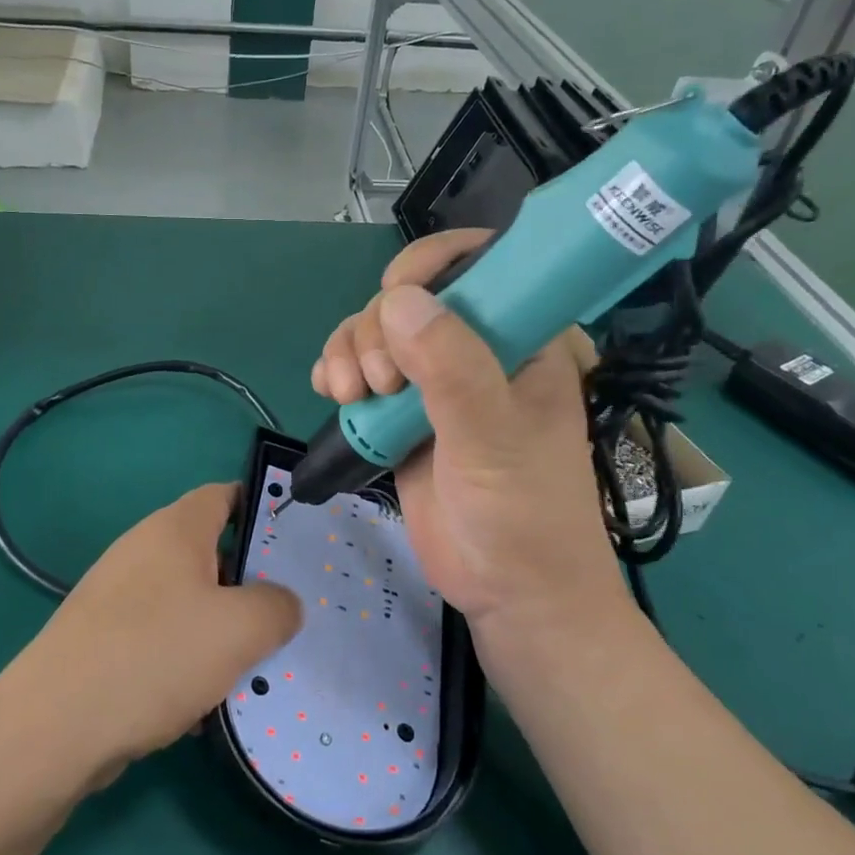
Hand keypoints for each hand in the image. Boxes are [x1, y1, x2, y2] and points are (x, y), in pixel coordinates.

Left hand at [24, 483, 300, 768]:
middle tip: (284, 616)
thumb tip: (282, 604)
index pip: (225, 495)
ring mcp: (118, 597)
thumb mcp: (239, 629)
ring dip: (219, 631)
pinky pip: (160, 639)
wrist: (55, 728)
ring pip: (187, 602)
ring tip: (252, 667)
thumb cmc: (155, 656)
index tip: (296, 545)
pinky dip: (186, 662)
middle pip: (209, 552)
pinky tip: (203, 704)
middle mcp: (143, 552)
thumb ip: (277, 607)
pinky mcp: (103, 639)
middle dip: (249, 583)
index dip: (262, 509)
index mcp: (175, 529)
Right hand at [311, 230, 631, 641]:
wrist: (509, 592)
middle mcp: (477, 350)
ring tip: (349, 396)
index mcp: (522, 338)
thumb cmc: (523, 514)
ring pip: (376, 334)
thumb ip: (451, 369)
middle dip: (377, 328)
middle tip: (379, 383)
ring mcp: (436, 383)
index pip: (482, 262)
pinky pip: (360, 372)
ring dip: (350, 352)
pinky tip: (330, 393)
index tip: (395, 295)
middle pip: (409, 298)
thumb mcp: (493, 439)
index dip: (432, 263)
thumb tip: (396, 302)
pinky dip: (337, 373)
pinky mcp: (403, 415)